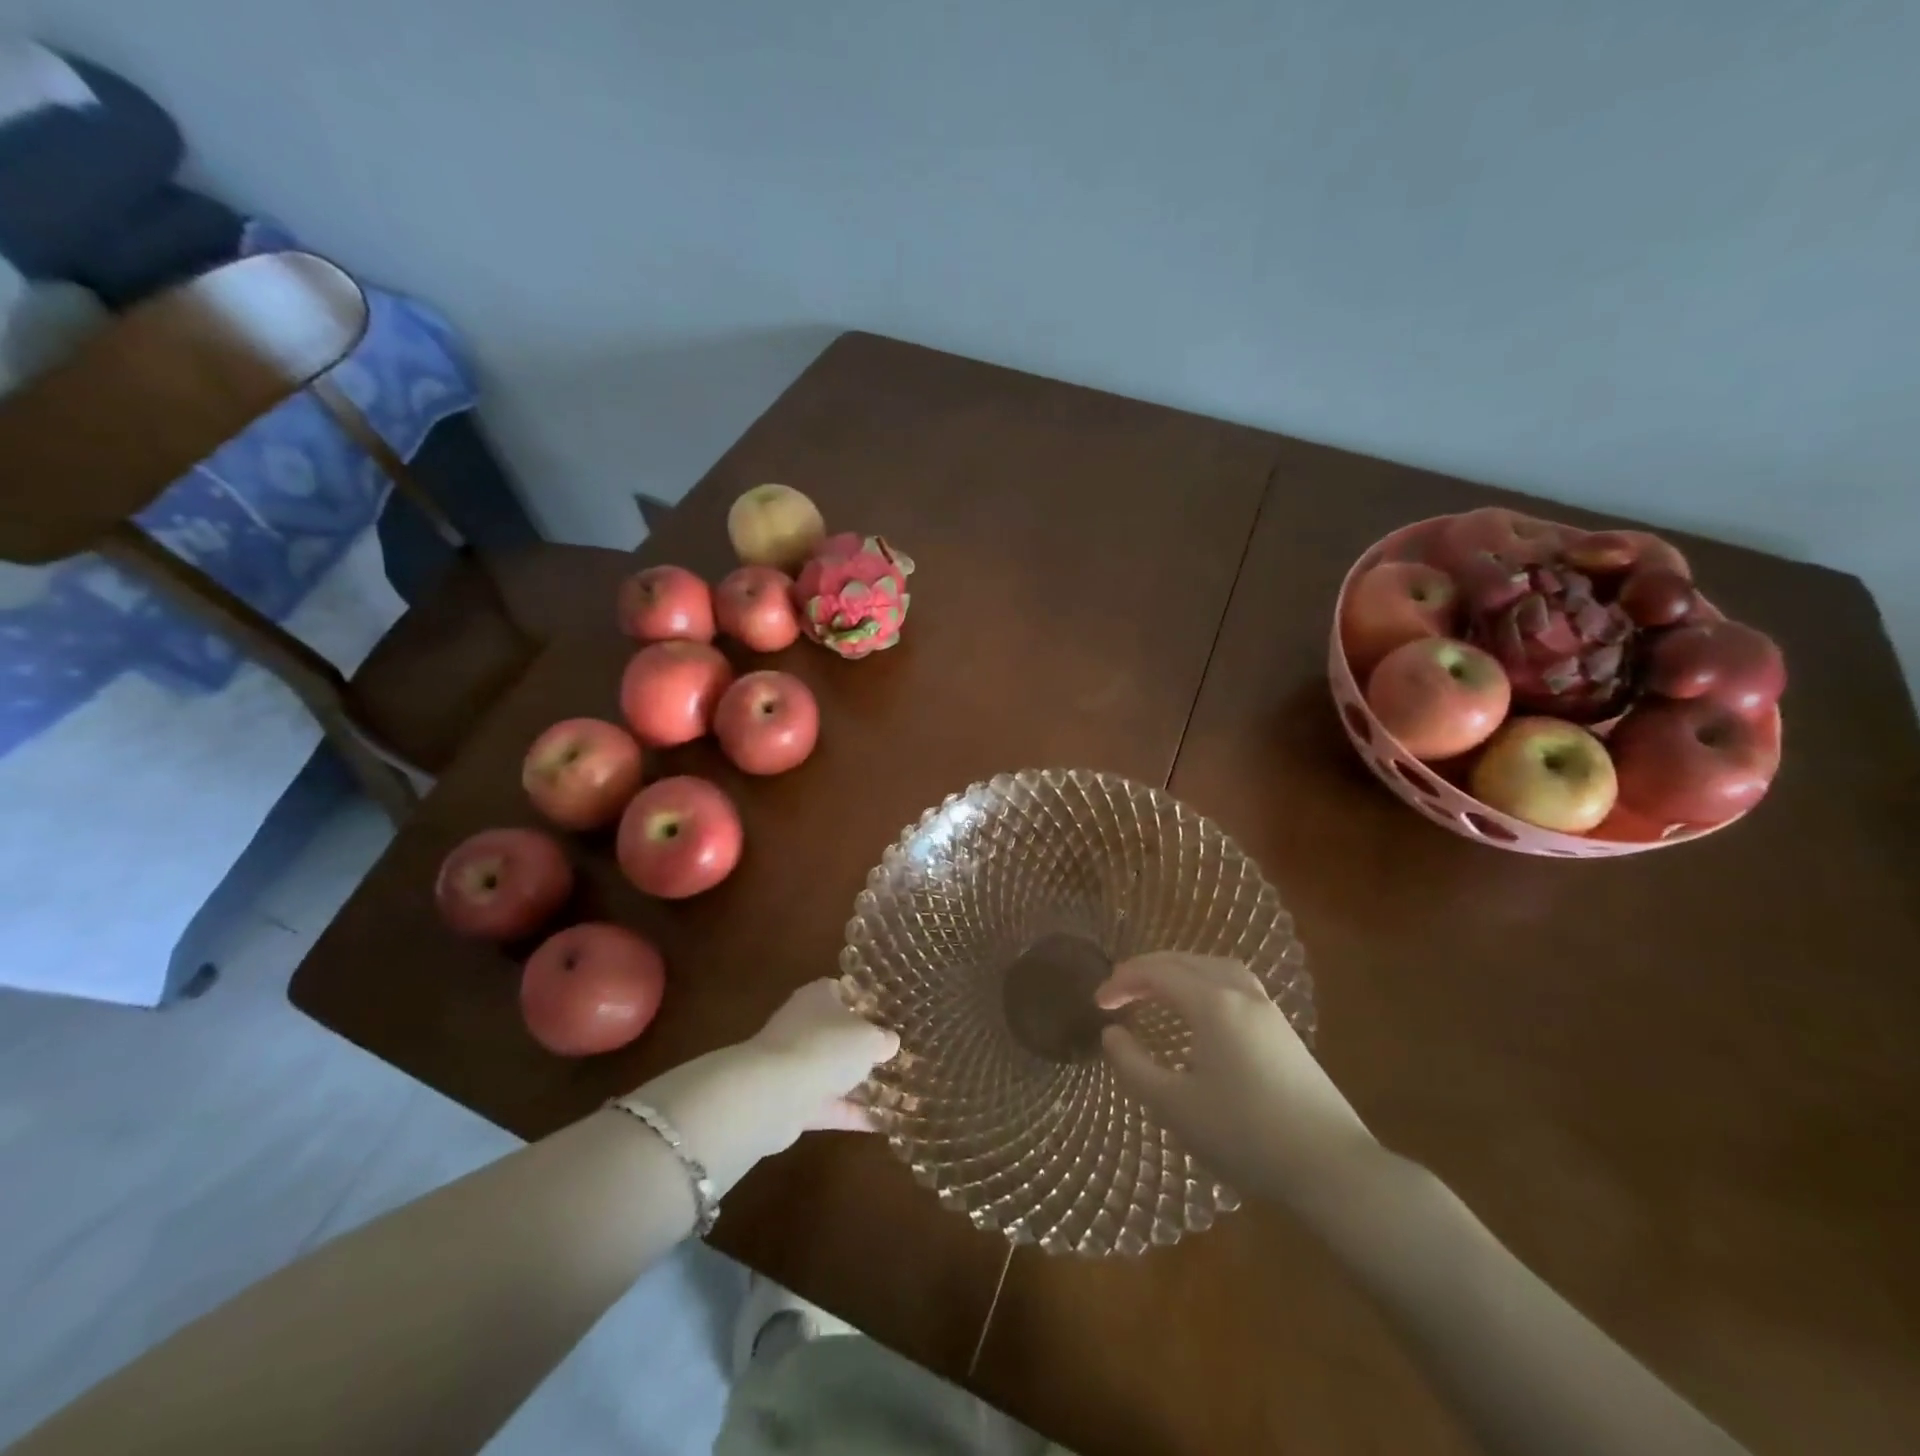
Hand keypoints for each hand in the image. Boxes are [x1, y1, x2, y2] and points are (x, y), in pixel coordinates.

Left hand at [638, 979, 899, 1194]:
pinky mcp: (792, 1100)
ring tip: (898, 1091)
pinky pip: (829, 1104)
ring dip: (859, 1082)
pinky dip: (852, 1112)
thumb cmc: (826, 1047)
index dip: (869, 1002)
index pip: (846, 991)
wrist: (773, 1094)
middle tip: (899, 1056)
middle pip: (840, 1032)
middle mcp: (804, 1024)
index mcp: (820, 996)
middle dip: (865, 1046)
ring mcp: (795, 1063)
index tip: (893, 1016)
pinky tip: (884, 1122)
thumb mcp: (869, 1038)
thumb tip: (890, 1042)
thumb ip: (883, 1038)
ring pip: (834, 1070)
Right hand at [1096, 954, 1372, 1203]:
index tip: (1097, 1003)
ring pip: (1215, 967)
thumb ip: (1134, 1066)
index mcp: (1213, 1004)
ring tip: (1156, 989)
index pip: (1157, 973)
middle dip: (1147, 970)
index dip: (1122, 981)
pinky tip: (1200, 1010)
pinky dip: (1204, 982)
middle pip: (1186, 961)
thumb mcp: (1176, 1106)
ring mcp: (1268, 1010)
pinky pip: (1234, 984)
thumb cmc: (1246, 1136)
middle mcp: (1241, 994)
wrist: (1332, 1168)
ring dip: (1179, 970)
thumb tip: (1111, 1034)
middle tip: (1119, 991)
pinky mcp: (1284, 1030)